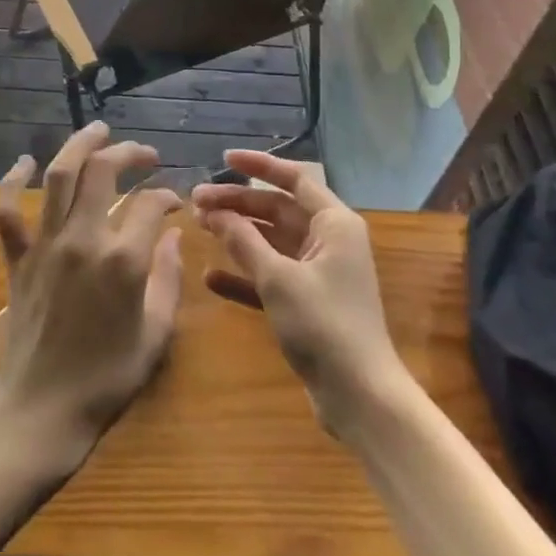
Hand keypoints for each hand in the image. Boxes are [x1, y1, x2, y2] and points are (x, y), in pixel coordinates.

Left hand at [0, 123, 185, 477]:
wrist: (43, 411)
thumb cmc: (107, 378)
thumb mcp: (156, 333)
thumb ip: (169, 278)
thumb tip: (173, 235)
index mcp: (123, 261)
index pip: (150, 204)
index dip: (167, 195)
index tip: (175, 202)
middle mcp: (82, 241)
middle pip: (103, 172)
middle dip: (128, 152)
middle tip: (144, 154)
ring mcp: (45, 246)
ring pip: (58, 177)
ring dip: (79, 146)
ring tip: (98, 130)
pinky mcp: (17, 259)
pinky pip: (7, 211)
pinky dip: (12, 181)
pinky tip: (24, 162)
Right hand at [194, 150, 407, 438]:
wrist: (360, 397)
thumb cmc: (324, 325)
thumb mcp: (279, 279)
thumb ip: (244, 241)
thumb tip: (215, 212)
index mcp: (334, 223)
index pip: (294, 178)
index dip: (258, 166)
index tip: (223, 158)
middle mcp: (329, 240)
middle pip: (277, 209)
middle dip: (238, 204)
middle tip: (195, 202)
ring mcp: (318, 272)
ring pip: (271, 241)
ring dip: (237, 235)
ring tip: (199, 228)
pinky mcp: (307, 302)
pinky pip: (271, 275)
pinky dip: (245, 274)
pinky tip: (212, 277)